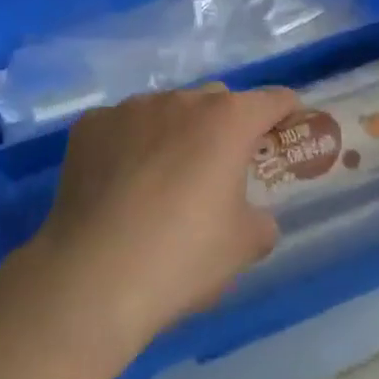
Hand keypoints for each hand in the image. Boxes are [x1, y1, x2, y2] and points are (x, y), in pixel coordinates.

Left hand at [21, 83, 298, 358]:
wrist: (92, 278)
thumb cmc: (182, 258)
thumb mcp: (244, 247)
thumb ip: (261, 220)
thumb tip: (252, 215)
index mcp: (227, 121)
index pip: (273, 100)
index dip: (286, 111)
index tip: (288, 127)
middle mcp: (181, 101)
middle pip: (217, 100)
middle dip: (226, 124)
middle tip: (221, 167)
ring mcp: (130, 108)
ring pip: (166, 110)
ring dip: (175, 132)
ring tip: (162, 179)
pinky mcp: (90, 125)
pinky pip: (122, 125)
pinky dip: (129, 143)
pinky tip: (119, 184)